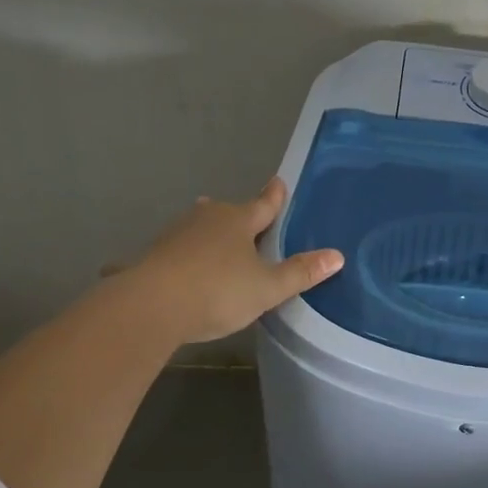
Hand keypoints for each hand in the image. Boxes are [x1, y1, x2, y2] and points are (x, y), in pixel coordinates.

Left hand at [114, 178, 342, 345]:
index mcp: (238, 222)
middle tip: (245, 217)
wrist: (150, 307)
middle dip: (237, 215)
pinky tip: (175, 266)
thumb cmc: (218, 291)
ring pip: (198, 228)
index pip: (263, 205)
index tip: (279, 181)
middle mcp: (207, 220)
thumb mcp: (268, 288)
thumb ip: (300, 273)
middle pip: (226, 212)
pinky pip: (173, 251)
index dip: (274, 196)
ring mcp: (176, 236)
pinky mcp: (152, 256)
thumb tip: (337, 256)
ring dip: (207, 233)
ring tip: (212, 238)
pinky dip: (180, 256)